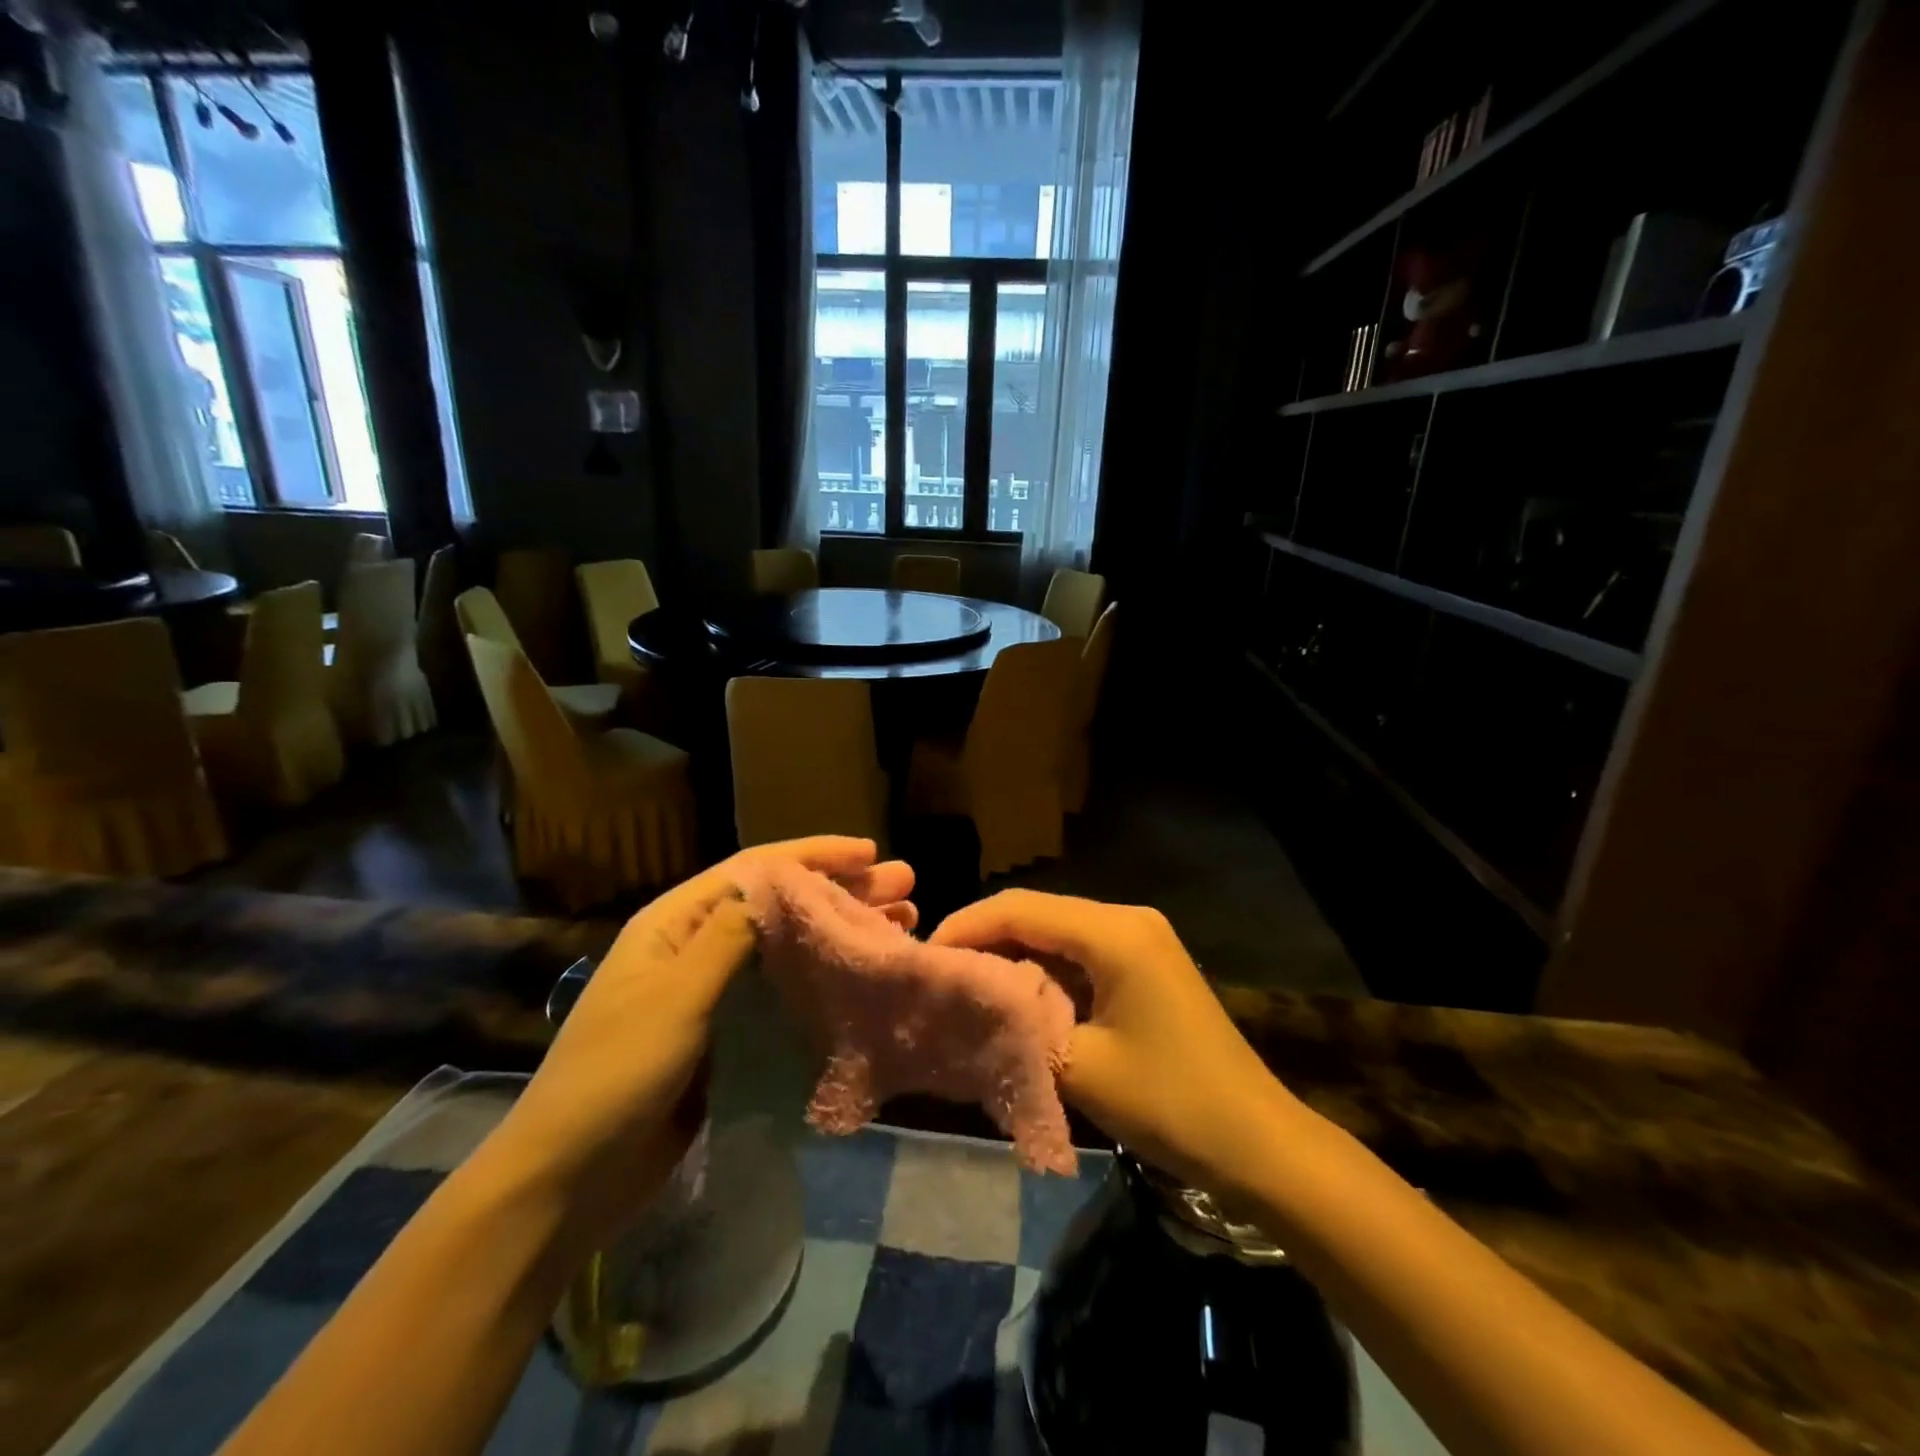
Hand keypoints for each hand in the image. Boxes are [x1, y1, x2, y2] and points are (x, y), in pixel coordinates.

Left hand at [491, 837, 915, 1243]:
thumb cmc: (616, 1075)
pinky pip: (784, 990)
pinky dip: (825, 977)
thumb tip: (782, 884)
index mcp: (676, 923)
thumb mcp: (674, 996)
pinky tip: (861, 978)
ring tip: (901, 923)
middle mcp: (697, 946)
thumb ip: (730, 935)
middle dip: (841, 890)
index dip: (815, 856)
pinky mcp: (727, 1032)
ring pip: (790, 946)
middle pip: (780, 903)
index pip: (755, 870)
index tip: (871, 853)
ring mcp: (713, 992)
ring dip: (841, 931)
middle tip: (904, 887)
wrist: (568, 1180)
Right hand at [930, 889, 1303, 1202]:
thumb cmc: (1171, 1104)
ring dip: (1011, 955)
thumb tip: (965, 1003)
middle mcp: (1127, 920)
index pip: (1020, 908)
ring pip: (1055, 932)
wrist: (1259, 1144)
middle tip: (939, 975)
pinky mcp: (1145, 965)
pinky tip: (1014, 997)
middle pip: (1036, 913)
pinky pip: (1080, 954)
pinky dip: (1043, 971)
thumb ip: (1016, 1024)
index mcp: (1114, 932)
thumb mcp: (1079, 1066)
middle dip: (984, 939)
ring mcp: (1140, 940)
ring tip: (965, 986)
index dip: (966, 927)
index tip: (925, 960)